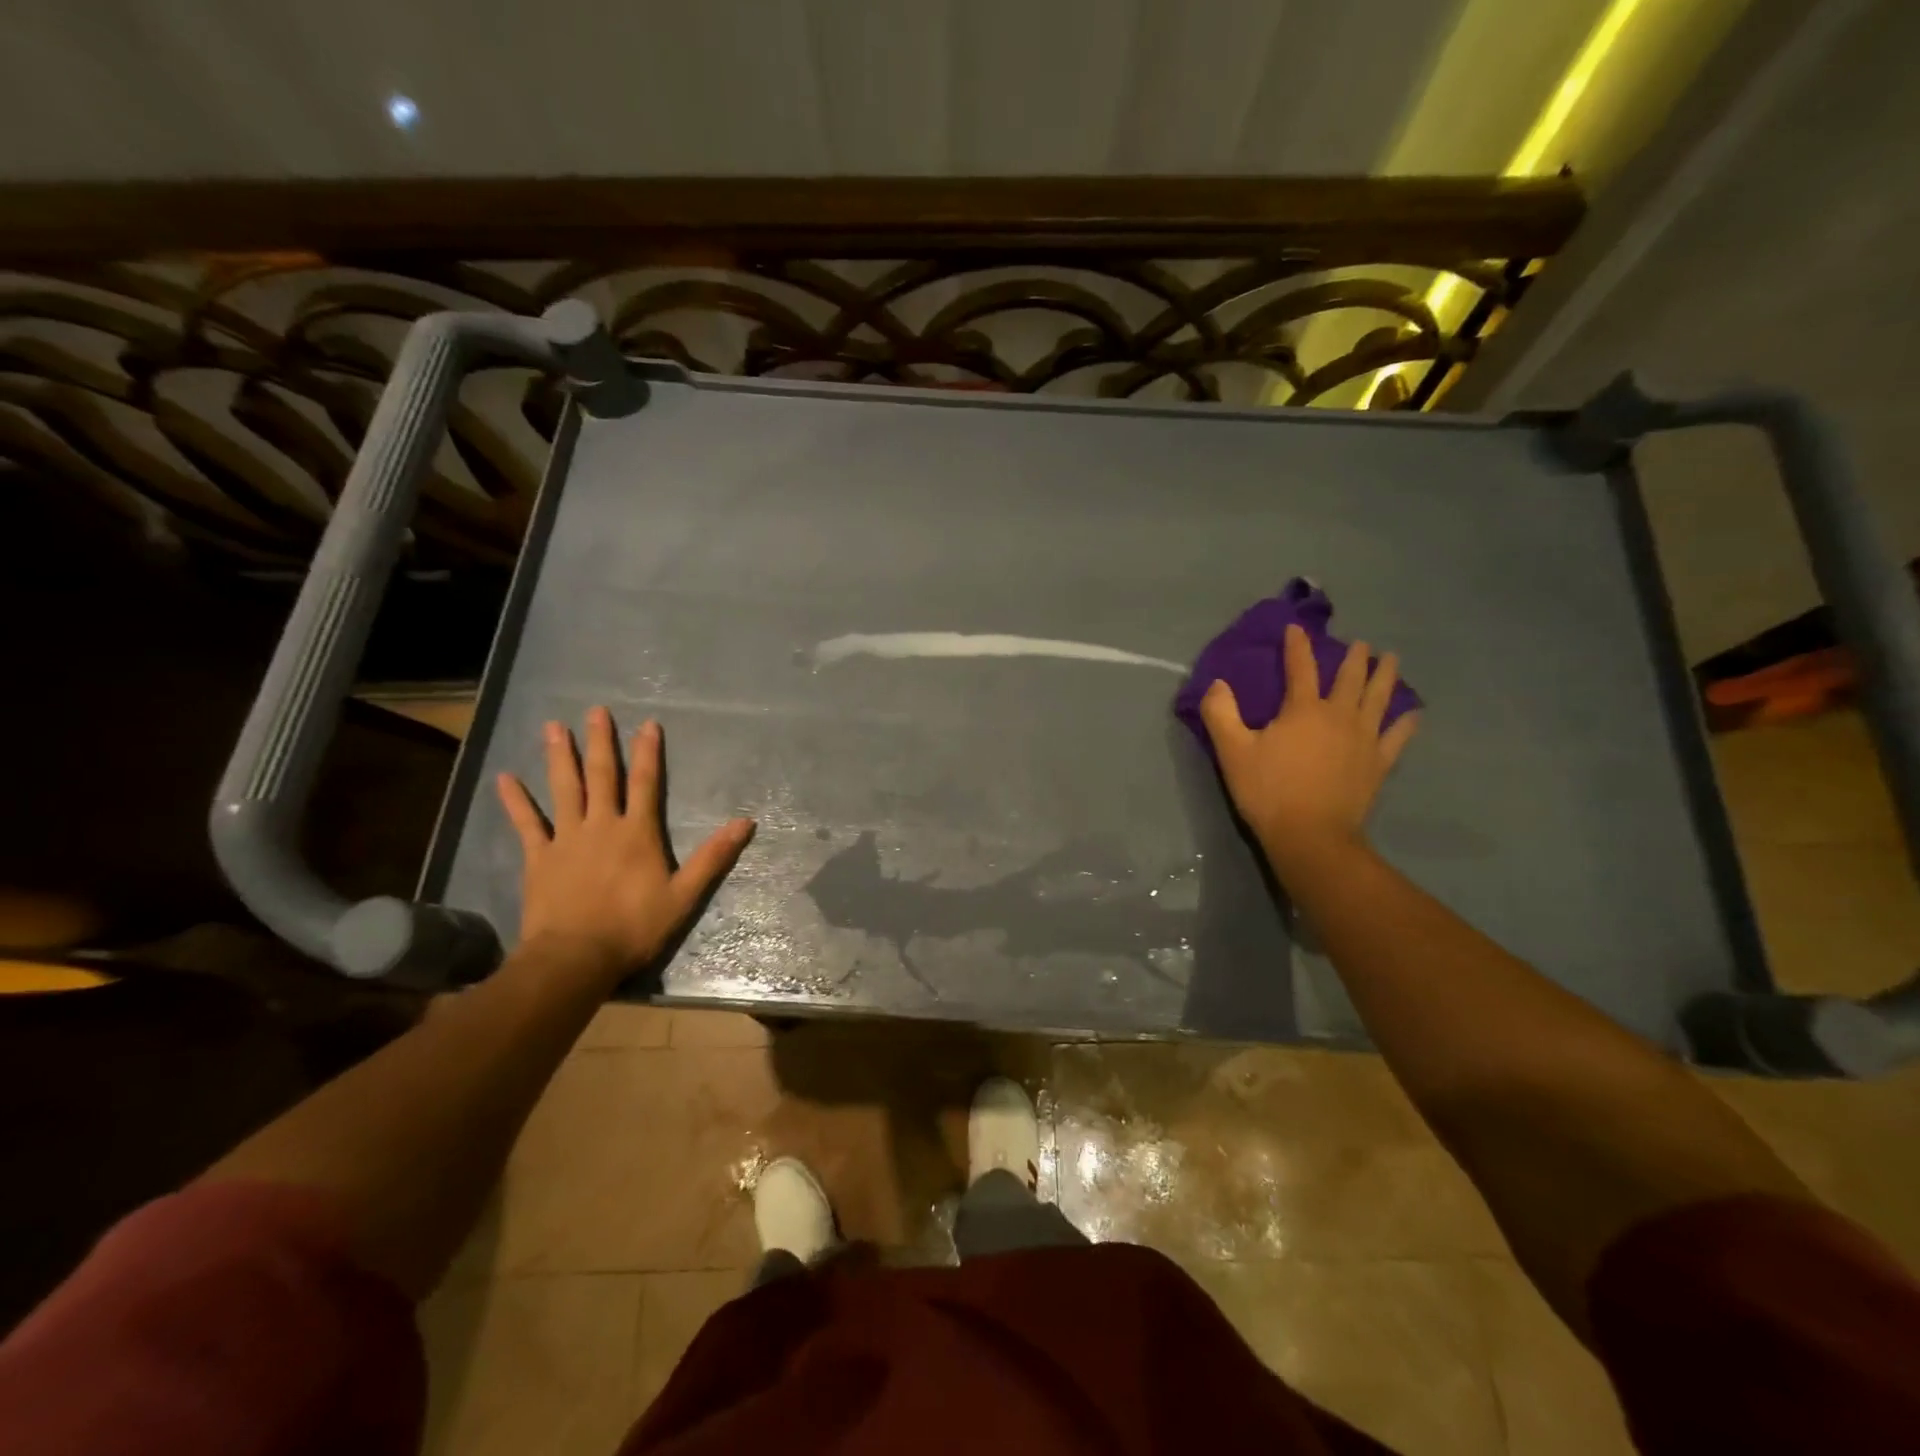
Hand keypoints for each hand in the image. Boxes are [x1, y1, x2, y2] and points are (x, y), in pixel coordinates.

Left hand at [496, 708, 753, 982]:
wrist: (576, 957)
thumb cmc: (634, 926)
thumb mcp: (684, 895)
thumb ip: (713, 856)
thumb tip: (746, 822)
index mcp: (637, 832)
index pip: (646, 783)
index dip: (648, 753)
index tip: (648, 724)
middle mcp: (602, 825)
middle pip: (601, 776)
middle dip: (600, 742)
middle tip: (595, 711)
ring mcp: (566, 839)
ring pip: (563, 789)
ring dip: (559, 757)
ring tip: (553, 727)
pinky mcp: (539, 858)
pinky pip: (526, 823)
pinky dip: (515, 801)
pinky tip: (505, 778)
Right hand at [1199, 625, 1417, 867]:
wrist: (1311, 836)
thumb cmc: (1268, 791)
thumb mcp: (1232, 752)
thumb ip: (1221, 713)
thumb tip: (1218, 684)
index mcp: (1303, 709)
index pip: (1301, 667)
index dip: (1297, 645)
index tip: (1296, 628)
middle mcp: (1339, 715)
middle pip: (1350, 678)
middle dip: (1353, 657)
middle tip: (1359, 644)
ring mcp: (1364, 739)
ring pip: (1379, 698)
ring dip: (1385, 676)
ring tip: (1391, 659)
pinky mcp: (1378, 763)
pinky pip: (1397, 736)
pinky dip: (1406, 722)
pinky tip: (1413, 713)